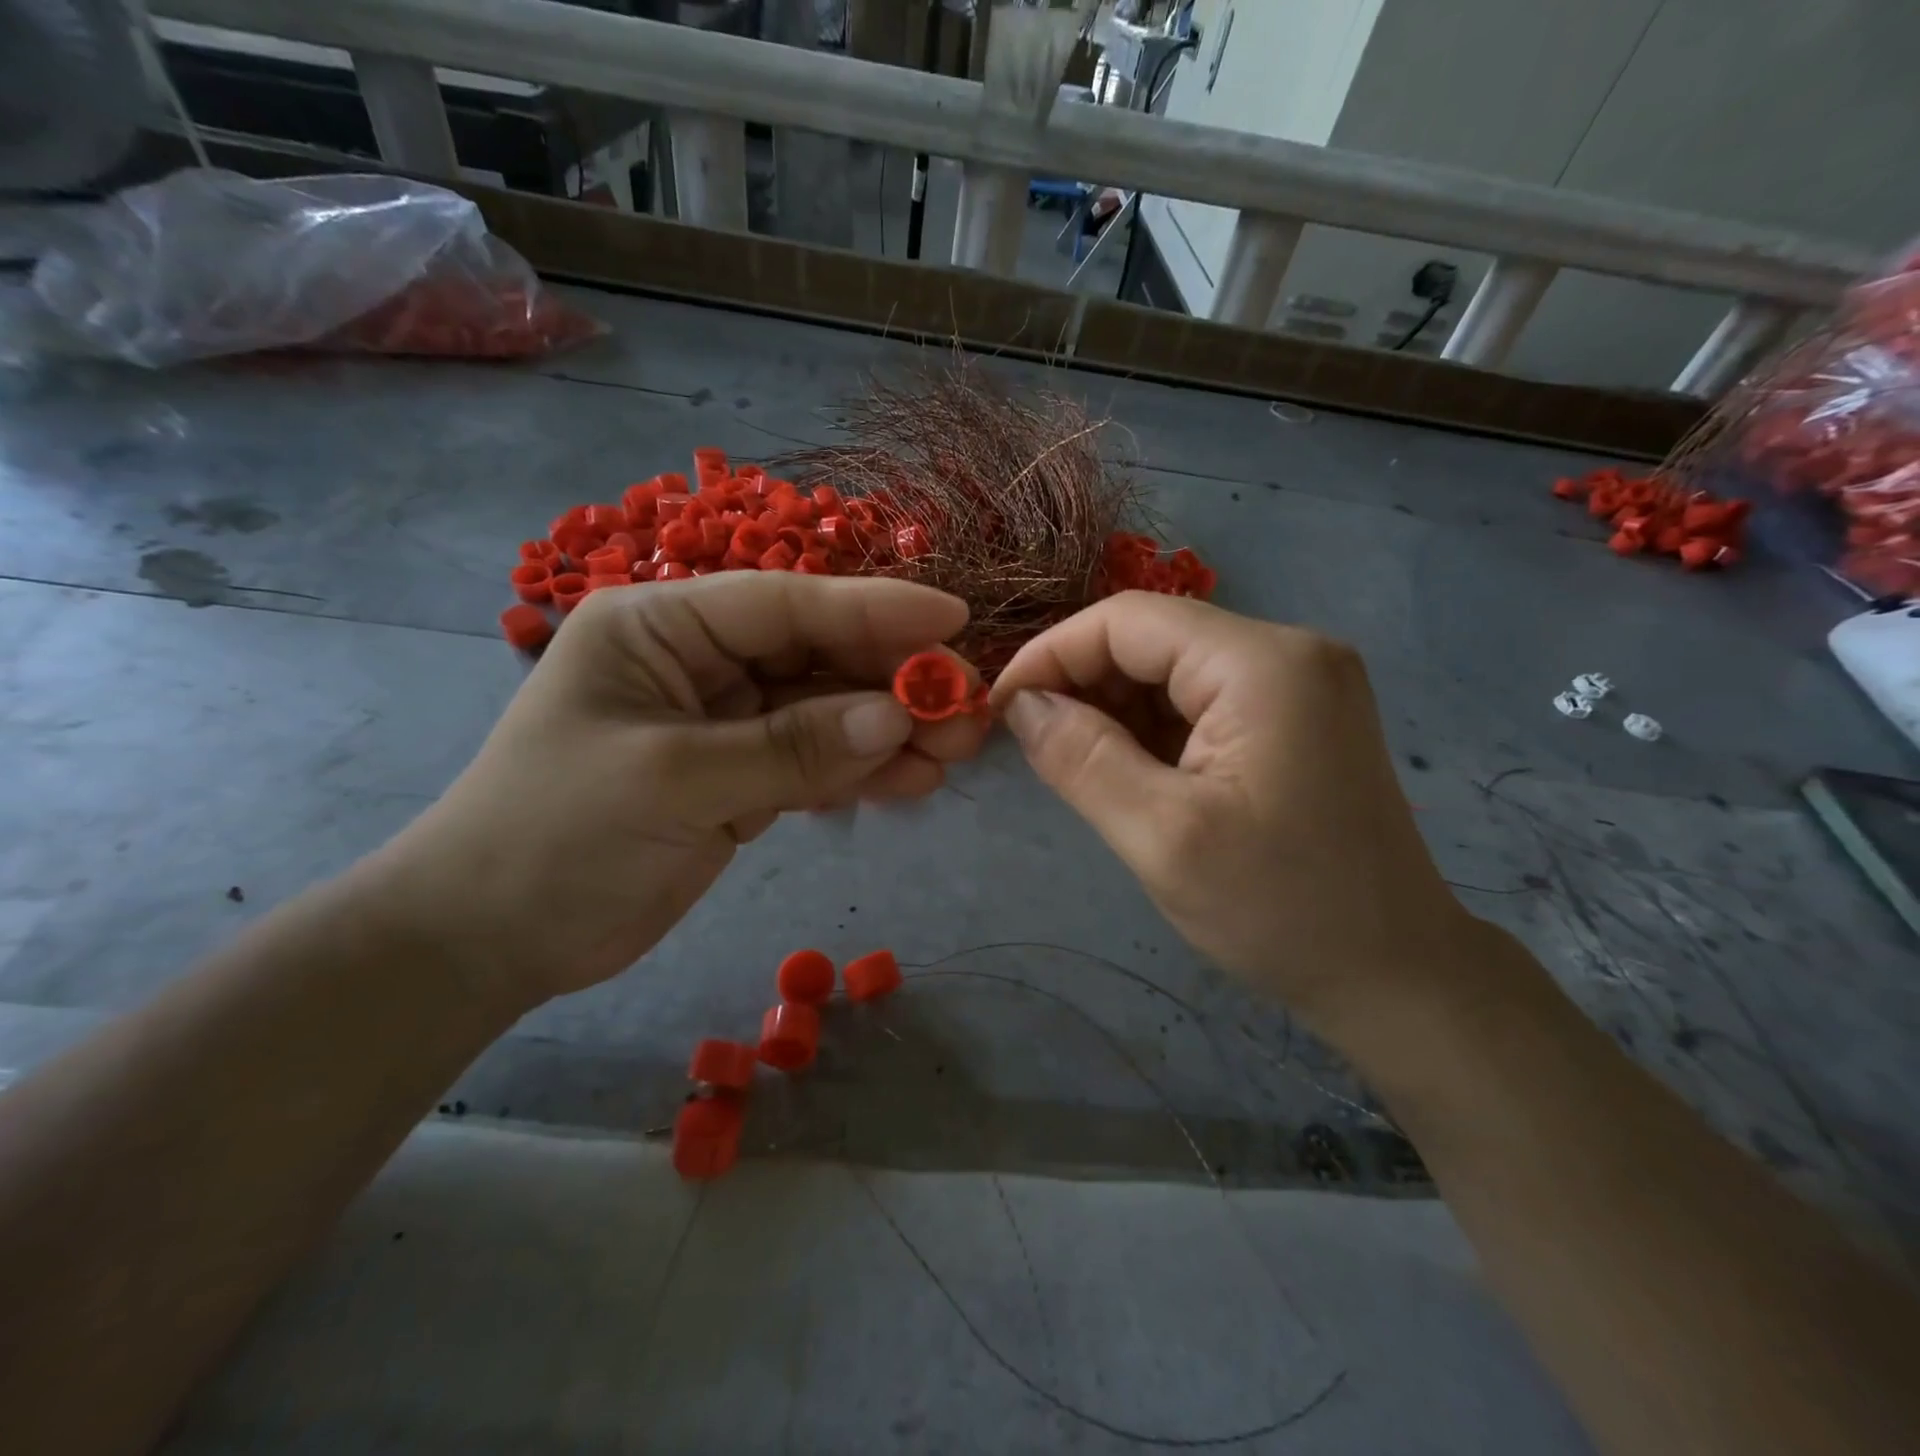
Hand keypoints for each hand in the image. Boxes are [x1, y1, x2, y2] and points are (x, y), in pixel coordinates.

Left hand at [367, 575, 985, 1009]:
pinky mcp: (739, 777)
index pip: (785, 604)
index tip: (952, 617)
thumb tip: (896, 717)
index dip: (874, 609)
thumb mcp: (672, 782)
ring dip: (889, 731)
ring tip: (955, 754)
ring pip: (825, 713)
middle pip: (817, 657)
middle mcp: (699, 663)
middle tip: (968, 706)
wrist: (490, 939)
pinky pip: (814, 761)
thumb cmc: (555, 837)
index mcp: (663, 627)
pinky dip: (860, 771)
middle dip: (894, 680)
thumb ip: (790, 748)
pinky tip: (911, 783)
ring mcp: (723, 722)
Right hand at [990, 592, 1478, 1033]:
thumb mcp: (1162, 836)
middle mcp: (1289, 651)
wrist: (1396, 975)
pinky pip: (1202, 700)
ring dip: (1115, 709)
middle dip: (1083, 684)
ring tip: (1080, 766)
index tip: (1001, 708)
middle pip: (1153, 639)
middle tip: (1036, 745)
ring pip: (1173, 669)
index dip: (1052, 654)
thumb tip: (1022, 704)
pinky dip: (1154, 728)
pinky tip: (1133, 773)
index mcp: (1262, 664)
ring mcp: (1300, 682)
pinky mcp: (1298, 716)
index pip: (1128, 620)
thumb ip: (1081, 757)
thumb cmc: (1280, 910)